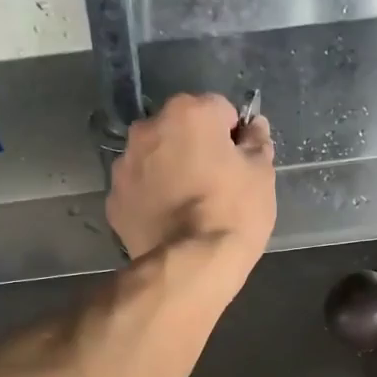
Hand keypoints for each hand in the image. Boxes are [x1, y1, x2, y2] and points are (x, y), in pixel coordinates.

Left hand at [107, 93, 274, 294]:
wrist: (190, 267)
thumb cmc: (233, 213)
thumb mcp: (262, 176)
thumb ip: (257, 143)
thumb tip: (254, 126)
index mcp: (188, 113)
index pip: (219, 109)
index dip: (232, 136)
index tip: (239, 162)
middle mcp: (149, 129)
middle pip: (179, 130)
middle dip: (195, 147)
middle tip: (215, 183)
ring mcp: (125, 165)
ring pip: (154, 158)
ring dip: (169, 170)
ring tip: (189, 206)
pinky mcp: (114, 200)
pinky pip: (139, 190)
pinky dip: (151, 198)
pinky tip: (169, 222)